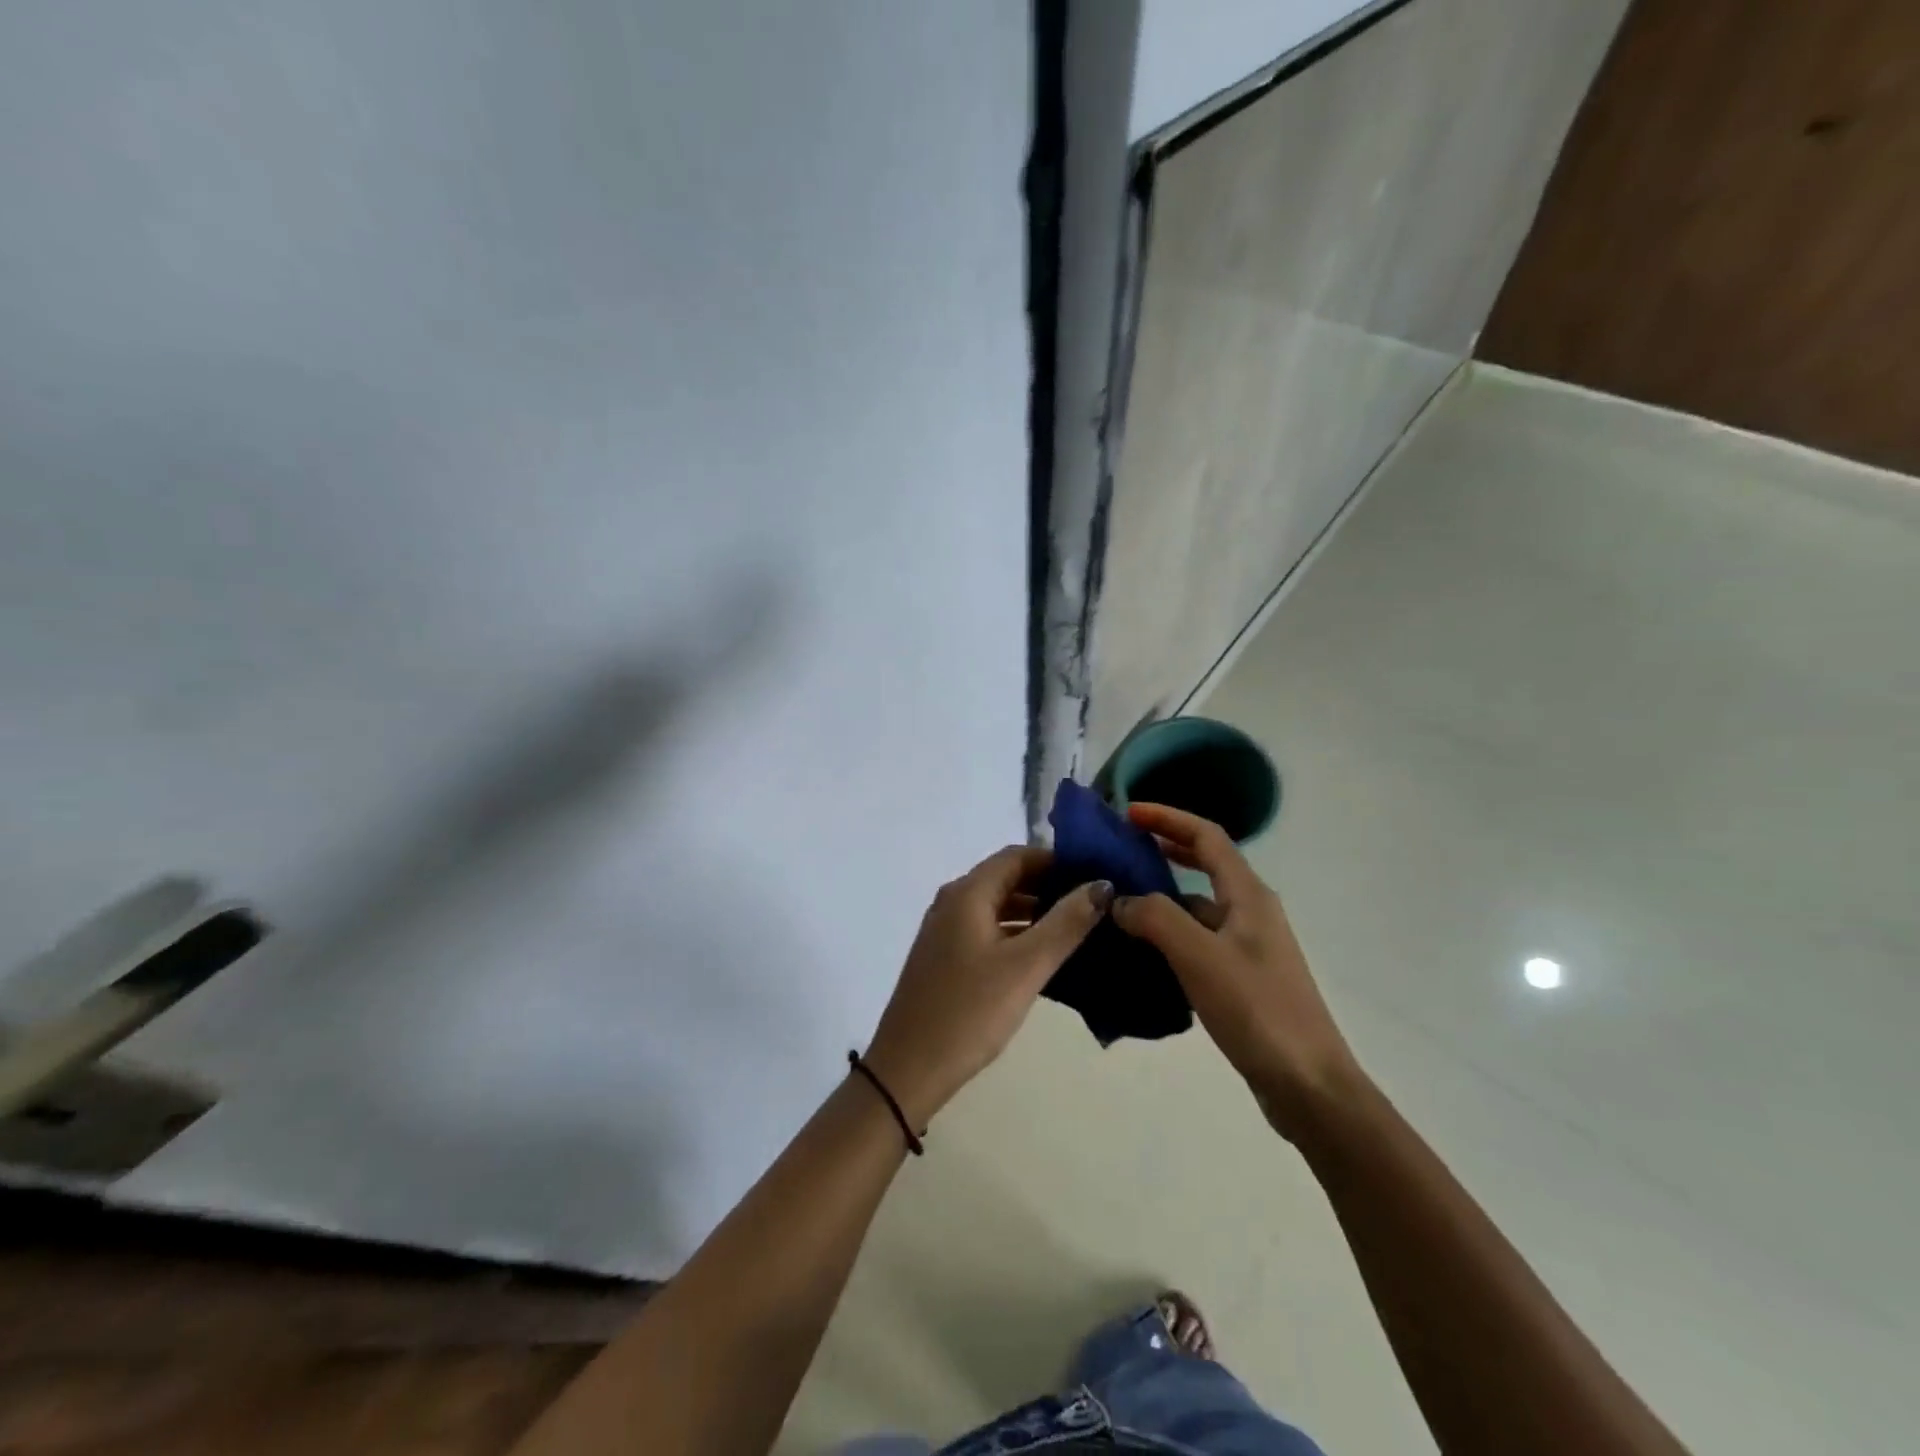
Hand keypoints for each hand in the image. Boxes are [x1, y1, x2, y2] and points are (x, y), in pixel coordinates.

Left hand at [864, 847, 1109, 1129]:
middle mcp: (952, 902)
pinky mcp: (945, 958)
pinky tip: (1043, 956)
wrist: (908, 1069)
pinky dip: (1016, 934)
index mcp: (967, 893)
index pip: (1017, 856)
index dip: (1056, 860)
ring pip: (997, 907)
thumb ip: (1066, 923)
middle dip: (1048, 886)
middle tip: (1094, 903)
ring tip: (1078, 929)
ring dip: (1034, 912)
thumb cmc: (969, 1011)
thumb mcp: (1025, 966)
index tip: (1094, 875)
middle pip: (1006, 879)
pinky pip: (987, 931)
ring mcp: (945, 931)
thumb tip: (1101, 884)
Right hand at [1110, 803, 1358, 1140]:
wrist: (1308, 1085)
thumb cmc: (1257, 1009)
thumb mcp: (1199, 956)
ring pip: (1197, 906)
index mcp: (1249, 895)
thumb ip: (1155, 918)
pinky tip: (1139, 952)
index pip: (1207, 836)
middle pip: (1204, 864)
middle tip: (1119, 851)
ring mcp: (1248, 946)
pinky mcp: (1242, 977)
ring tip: (1116, 902)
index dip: (1167, 818)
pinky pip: (1197, 940)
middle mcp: (1251, 911)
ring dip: (1161, 896)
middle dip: (1163, 850)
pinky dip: (1168, 935)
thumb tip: (1119, 900)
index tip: (1127, 813)